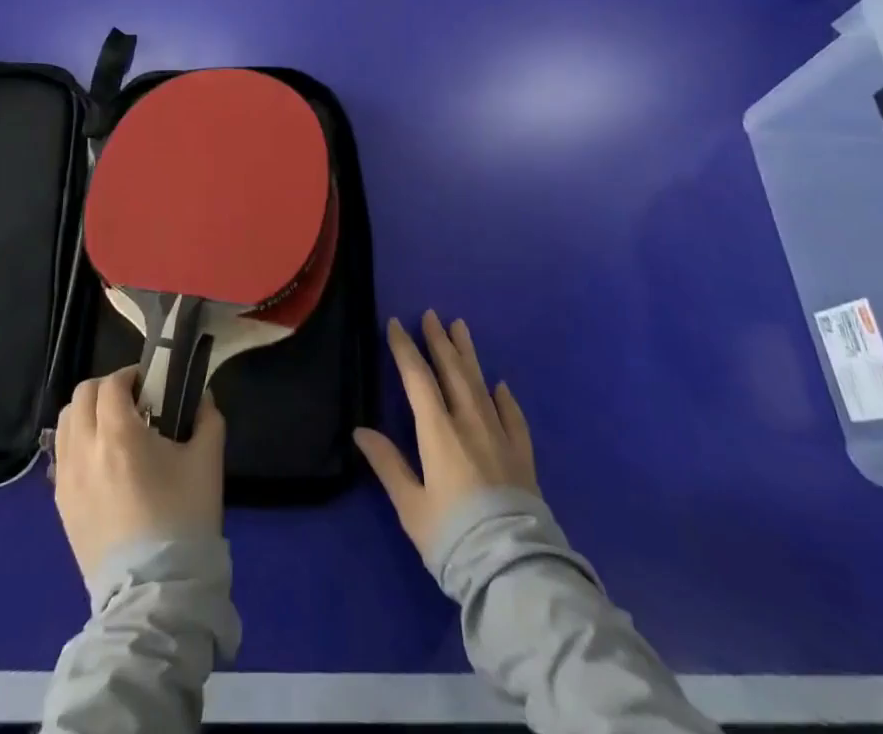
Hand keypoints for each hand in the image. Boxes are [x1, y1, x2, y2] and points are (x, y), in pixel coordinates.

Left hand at [52, 366, 225, 579]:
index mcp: (118, 434)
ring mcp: (67, 480)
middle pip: (82, 396)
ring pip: (66, 423)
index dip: (131, 376)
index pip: (111, 384)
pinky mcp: (61, 506)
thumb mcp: (208, 461)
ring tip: (113, 429)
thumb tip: (203, 398)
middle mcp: (84, 450)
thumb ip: (207, 419)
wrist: (156, 593)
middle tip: (132, 402)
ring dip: (88, 414)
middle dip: (106, 390)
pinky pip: (61, 456)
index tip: (150, 386)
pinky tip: (102, 461)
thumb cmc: (183, 519)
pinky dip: (78, 443)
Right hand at [353, 311, 537, 555]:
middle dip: (439, 341)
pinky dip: (504, 398)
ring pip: (481, 384)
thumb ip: (388, 464)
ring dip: (469, 355)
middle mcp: (470, 423)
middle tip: (432, 315)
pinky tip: (500, 386)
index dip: (405, 349)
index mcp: (439, 431)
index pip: (418, 379)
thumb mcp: (411, 506)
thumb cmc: (453, 536)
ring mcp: (500, 436)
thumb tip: (360, 430)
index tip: (395, 324)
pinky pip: (512, 416)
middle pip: (453, 372)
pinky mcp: (522, 456)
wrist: (513, 567)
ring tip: (461, 328)